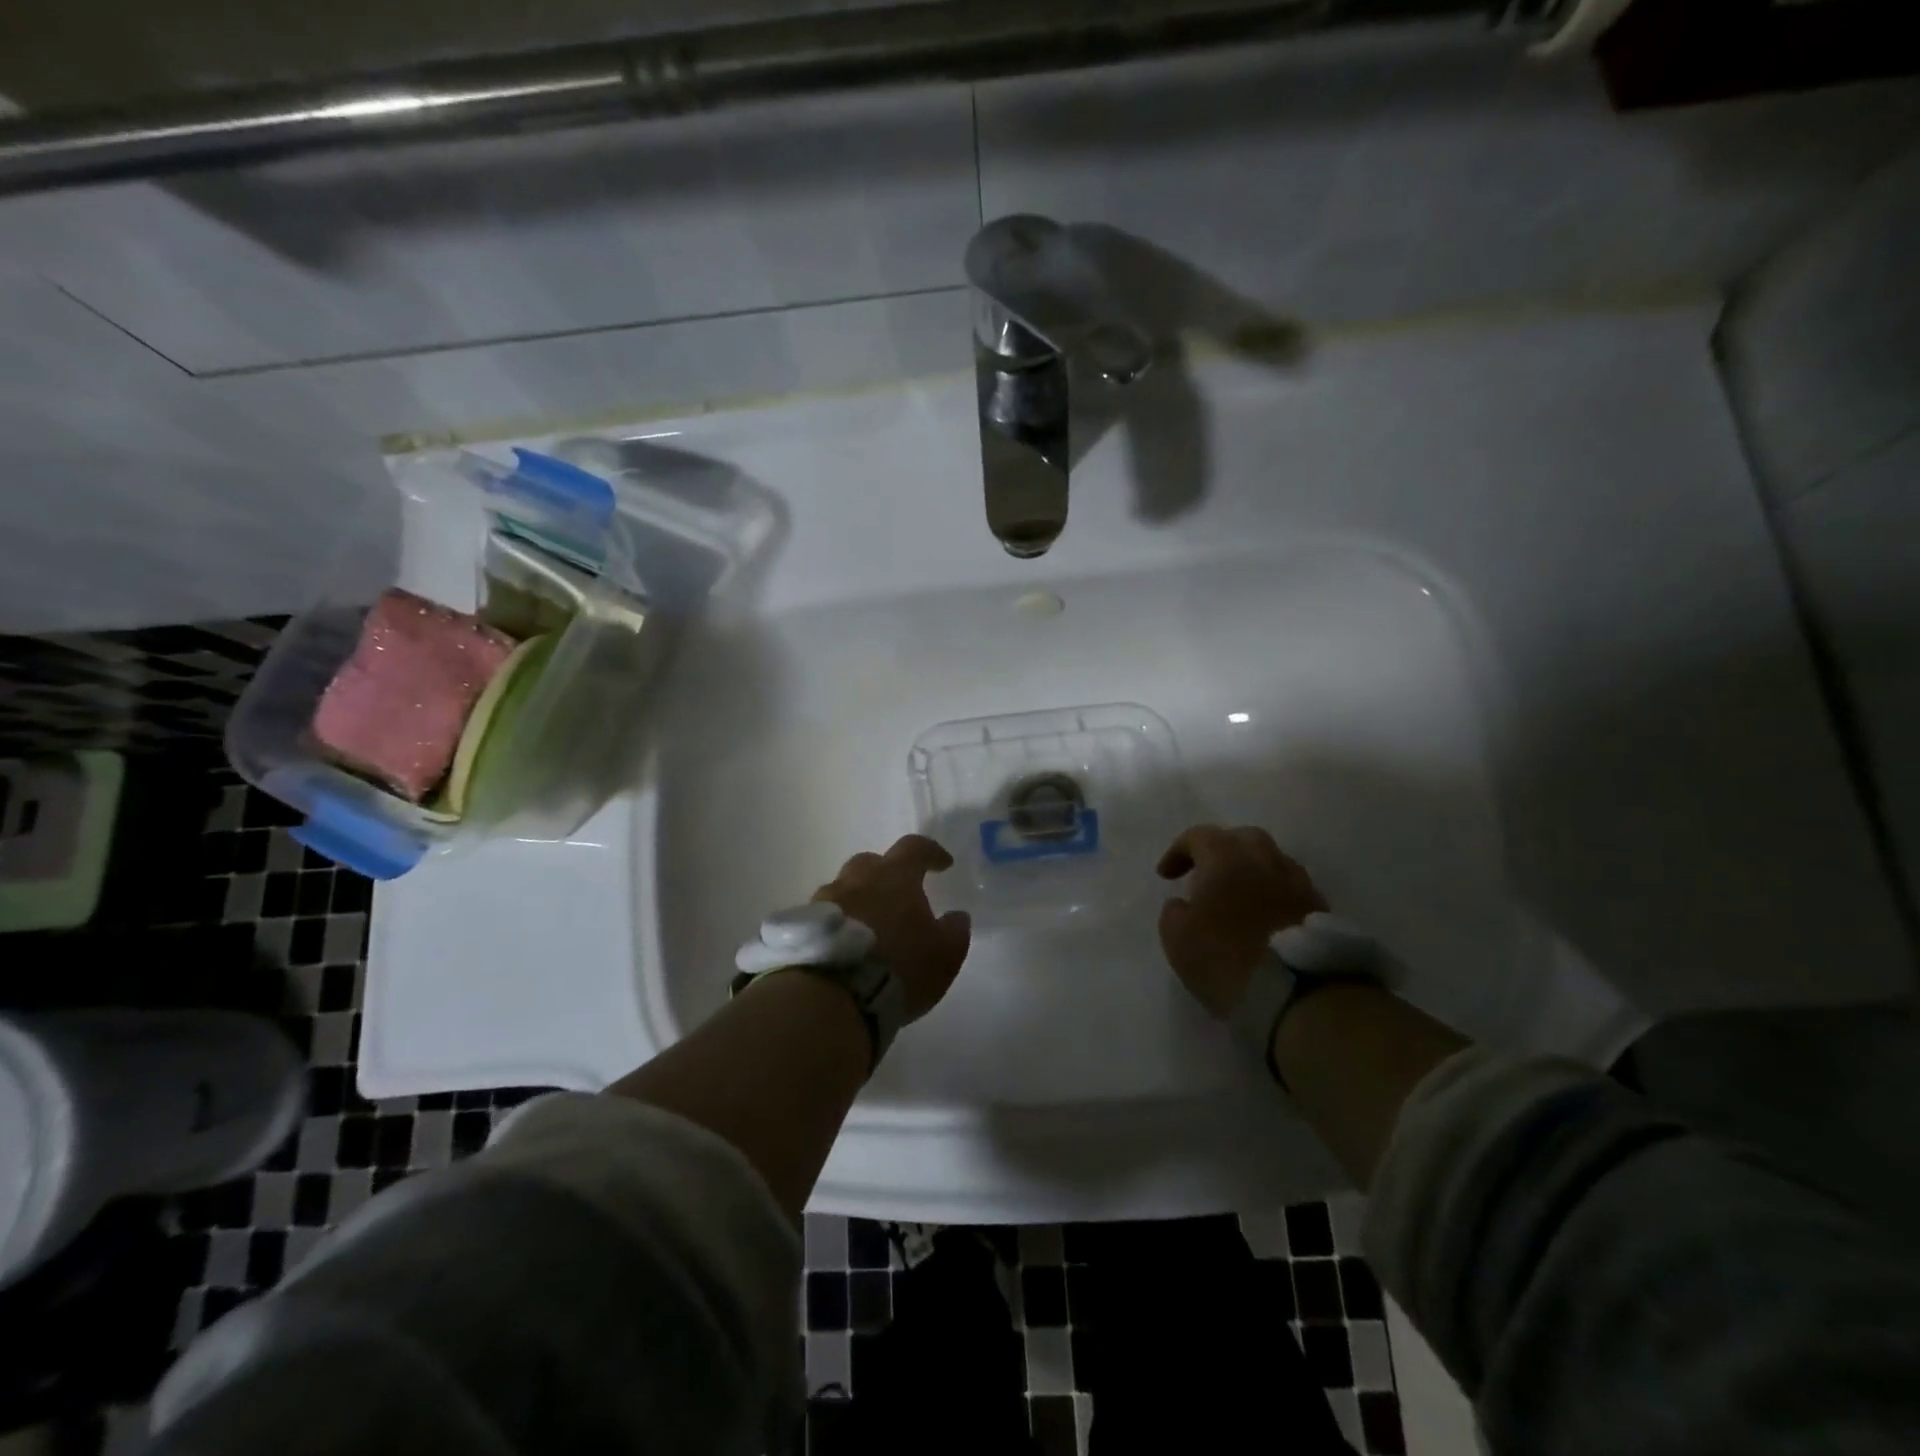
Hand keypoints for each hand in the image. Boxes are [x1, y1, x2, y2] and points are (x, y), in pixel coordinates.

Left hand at [813, 835, 971, 1021]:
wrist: (834, 995)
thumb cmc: (899, 967)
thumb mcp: (943, 955)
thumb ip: (954, 931)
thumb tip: (957, 916)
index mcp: (895, 877)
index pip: (915, 848)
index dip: (931, 852)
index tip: (943, 863)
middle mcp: (857, 879)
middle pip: (872, 862)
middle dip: (887, 873)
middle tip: (899, 894)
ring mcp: (825, 901)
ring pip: (845, 888)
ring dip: (859, 899)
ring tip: (869, 926)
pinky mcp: (803, 926)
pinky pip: (826, 915)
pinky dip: (839, 923)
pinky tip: (846, 944)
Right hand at [1156, 825, 1326, 1017]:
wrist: (1297, 995)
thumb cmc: (1225, 959)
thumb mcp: (1177, 940)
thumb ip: (1174, 913)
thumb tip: (1183, 904)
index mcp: (1225, 859)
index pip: (1199, 836)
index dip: (1179, 852)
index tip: (1166, 876)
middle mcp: (1264, 860)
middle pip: (1242, 838)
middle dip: (1222, 850)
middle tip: (1207, 874)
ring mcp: (1297, 883)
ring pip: (1272, 861)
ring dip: (1252, 871)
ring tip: (1239, 897)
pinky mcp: (1320, 909)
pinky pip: (1291, 888)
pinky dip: (1274, 894)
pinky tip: (1265, 917)